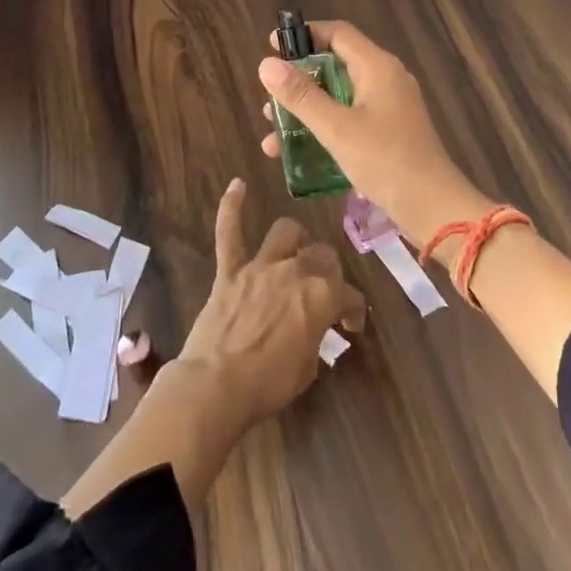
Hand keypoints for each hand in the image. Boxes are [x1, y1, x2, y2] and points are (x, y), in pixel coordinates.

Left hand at [173, 178, 365, 433]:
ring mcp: (260, 266)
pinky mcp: (229, 270)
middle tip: (323, 290)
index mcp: (322, 295)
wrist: (216, 385)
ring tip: (295, 251)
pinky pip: (229, 232)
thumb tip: (314, 326)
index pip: (350, 295)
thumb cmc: (268, 383)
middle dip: (328, 271)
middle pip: (323, 254)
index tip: (350, 325)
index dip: (354, 311)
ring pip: (286, 232)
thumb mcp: (308, 366)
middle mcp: (296, 270)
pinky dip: (231, 207)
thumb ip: (316, 335)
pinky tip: (237, 185)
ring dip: (295, 240)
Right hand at [258, 20, 491, 248]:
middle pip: (335, 65)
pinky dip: (324, 129)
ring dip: (306, 111)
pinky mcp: (389, 132)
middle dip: (299, 82)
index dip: (304, 35)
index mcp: (377, 67)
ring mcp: (389, 107)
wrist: (433, 207)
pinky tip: (297, 154)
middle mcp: (385, 79)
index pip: (338, 33)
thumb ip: (301, 96)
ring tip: (273, 134)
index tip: (271, 47)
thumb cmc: (385, 160)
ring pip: (339, 97)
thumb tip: (266, 64)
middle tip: (270, 100)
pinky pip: (349, 119)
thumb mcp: (336, 128)